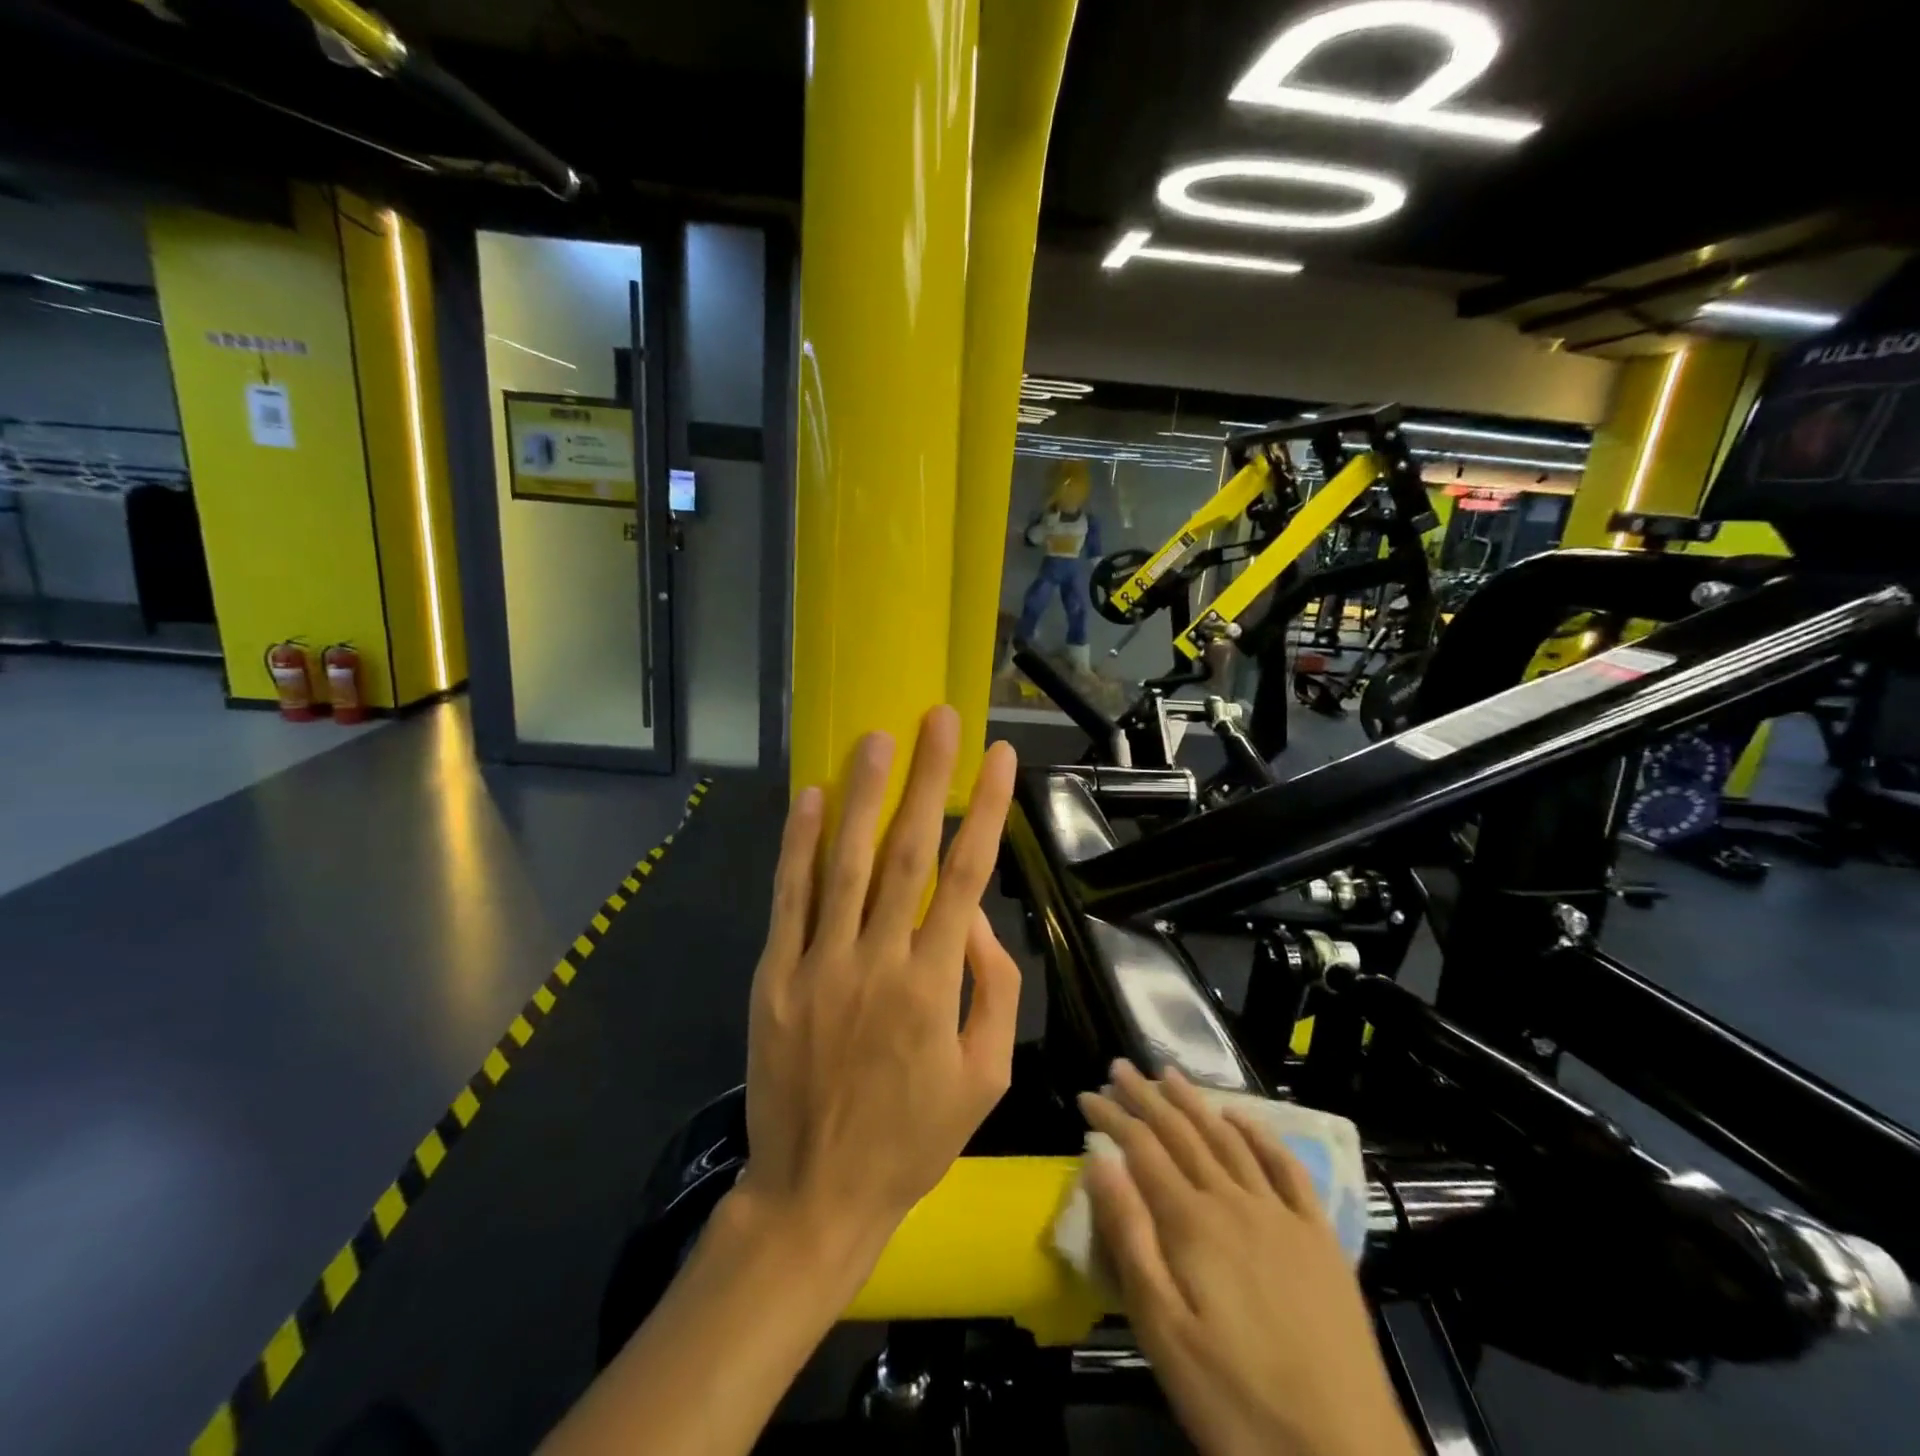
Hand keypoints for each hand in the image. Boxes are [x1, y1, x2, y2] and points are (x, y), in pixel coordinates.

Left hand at [736, 706, 1021, 1274]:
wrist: (815, 1193)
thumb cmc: (912, 1138)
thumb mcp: (986, 1077)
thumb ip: (993, 992)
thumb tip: (976, 921)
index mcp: (934, 984)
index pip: (968, 875)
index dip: (986, 810)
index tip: (999, 758)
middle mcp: (878, 960)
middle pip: (909, 851)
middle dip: (929, 778)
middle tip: (939, 719)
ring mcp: (819, 964)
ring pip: (845, 863)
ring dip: (864, 795)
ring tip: (877, 739)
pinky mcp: (774, 976)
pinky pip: (788, 899)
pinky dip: (798, 845)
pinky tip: (810, 798)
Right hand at [1080, 1063, 1419, 1455]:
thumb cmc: (1237, 1401)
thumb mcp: (1162, 1332)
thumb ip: (1129, 1239)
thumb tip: (1098, 1161)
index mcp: (1192, 1224)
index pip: (1142, 1149)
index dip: (1112, 1117)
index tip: (1087, 1094)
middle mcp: (1234, 1201)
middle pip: (1182, 1133)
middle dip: (1146, 1096)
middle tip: (1120, 1066)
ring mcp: (1281, 1215)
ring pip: (1229, 1139)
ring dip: (1195, 1101)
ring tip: (1170, 1074)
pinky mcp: (1320, 1237)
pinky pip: (1287, 1167)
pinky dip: (1260, 1133)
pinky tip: (1242, 1117)